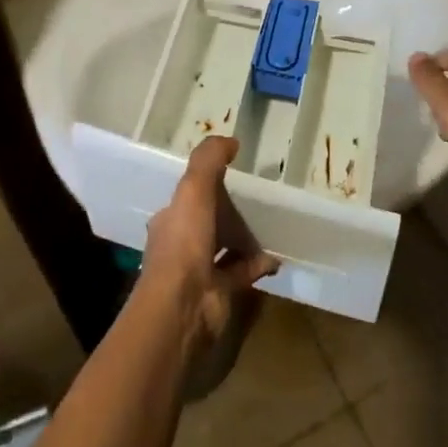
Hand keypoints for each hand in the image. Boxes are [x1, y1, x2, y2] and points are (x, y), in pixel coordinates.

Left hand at [140, 137, 280, 366]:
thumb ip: (209, 159)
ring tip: (270, 224)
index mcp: (170, 219)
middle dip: (227, 212)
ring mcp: (200, 271)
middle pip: (207, 222)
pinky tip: (276, 255)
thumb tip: (231, 141)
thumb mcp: (194, 188)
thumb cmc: (185, 241)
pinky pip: (242, 272)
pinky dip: (258, 263)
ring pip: (225, 247)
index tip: (230, 173)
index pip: (187, 196)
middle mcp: (181, 244)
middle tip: (255, 199)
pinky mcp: (219, 293)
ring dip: (245, 238)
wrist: (184, 305)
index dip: (205, 184)